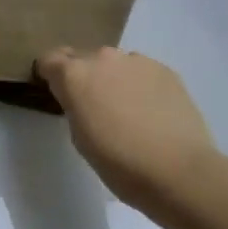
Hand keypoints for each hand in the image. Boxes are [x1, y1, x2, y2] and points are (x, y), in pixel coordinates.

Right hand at [36, 46, 218, 213]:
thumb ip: (75, 107)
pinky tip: (151, 112)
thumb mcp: (80, 137)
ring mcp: (138, 61)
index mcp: (74, 75)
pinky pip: (143, 72)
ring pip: (116, 64)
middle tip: (93, 106)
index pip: (50, 59)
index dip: (50, 75)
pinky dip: (140, 85)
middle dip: (84, 77)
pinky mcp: (166, 70)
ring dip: (114, 79)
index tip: (56, 92)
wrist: (177, 169)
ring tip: (127, 110)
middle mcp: (103, 58)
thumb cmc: (118, 162)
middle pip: (84, 58)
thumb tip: (83, 99)